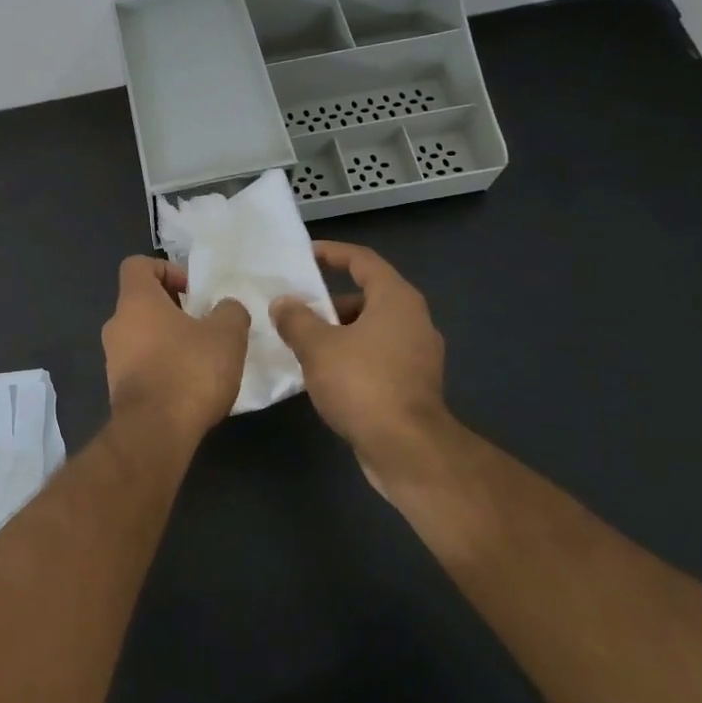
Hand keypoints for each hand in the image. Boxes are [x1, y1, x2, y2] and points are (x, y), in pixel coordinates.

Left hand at [102, 256, 249, 443]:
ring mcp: (113, 358)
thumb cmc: (189, 371)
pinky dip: (161, 366)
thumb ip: (230, 311)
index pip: (137, 265)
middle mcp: (116, 324)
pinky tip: (188, 385)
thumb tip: (225, 308)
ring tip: (201, 358)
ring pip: (141, 334)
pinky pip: (140, 364)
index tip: (193, 290)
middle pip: (141, 301)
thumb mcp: (227, 334)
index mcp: (135, 300)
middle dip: (173, 308)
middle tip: (204, 324)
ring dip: (168, 339)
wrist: (155, 432)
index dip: (166, 269)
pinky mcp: (118, 388)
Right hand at [270, 241, 451, 495]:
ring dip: (337, 331)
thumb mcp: (317, 347)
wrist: (408, 450)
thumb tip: (283, 303)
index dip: (332, 252)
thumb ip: (296, 319)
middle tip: (295, 308)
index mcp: (396, 300)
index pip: (363, 260)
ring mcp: (418, 354)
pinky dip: (351, 355)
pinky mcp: (414, 384)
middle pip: (367, 295)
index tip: (304, 255)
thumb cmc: (362, 384)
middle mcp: (414, 320)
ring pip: (371, 329)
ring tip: (302, 343)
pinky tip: (324, 373)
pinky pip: (377, 355)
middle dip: (328, 301)